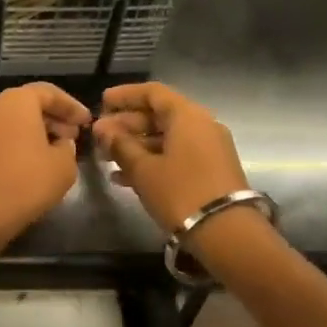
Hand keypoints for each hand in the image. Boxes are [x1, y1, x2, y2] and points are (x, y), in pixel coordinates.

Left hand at [0, 83, 90, 249]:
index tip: (87, 121)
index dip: (71, 106)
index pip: (49, 92)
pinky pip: (2, 136)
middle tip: (73, 134)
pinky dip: (20, 142)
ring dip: (37, 130)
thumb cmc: (26, 181)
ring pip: (14, 120)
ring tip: (57, 150)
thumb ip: (68, 146)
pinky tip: (34, 161)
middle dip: (54, 117)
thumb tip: (61, 142)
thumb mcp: (64, 165)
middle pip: (29, 104)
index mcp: (17, 100)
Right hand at [93, 82, 249, 233]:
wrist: (227, 234)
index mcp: (187, 116)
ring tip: (107, 159)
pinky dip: (152, 160)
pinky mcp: (211, 170)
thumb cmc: (180, 193)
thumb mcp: (143, 169)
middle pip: (159, 115)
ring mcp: (209, 148)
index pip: (153, 92)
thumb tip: (103, 130)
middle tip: (99, 137)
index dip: (125, 95)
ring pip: (166, 137)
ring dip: (136, 145)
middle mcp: (202, 125)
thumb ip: (120, 145)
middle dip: (126, 125)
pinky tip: (125, 178)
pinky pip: (176, 155)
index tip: (102, 102)